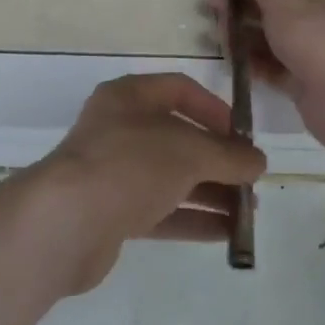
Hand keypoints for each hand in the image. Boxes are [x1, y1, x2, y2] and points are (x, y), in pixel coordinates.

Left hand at [28, 73, 265, 292]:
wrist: (67, 221)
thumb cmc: (130, 164)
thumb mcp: (188, 151)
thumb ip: (227, 155)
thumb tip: (258, 161)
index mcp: (130, 96)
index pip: (179, 90)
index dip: (214, 109)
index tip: (243, 136)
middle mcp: (120, 128)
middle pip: (178, 137)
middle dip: (217, 159)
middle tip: (252, 181)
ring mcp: (114, 171)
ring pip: (171, 177)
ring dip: (211, 193)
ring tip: (249, 213)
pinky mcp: (112, 212)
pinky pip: (160, 210)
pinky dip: (193, 219)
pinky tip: (227, 234)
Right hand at [225, 0, 324, 153]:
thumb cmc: (316, 37)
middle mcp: (319, 17)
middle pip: (272, 5)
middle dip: (241, 5)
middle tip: (211, 10)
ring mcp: (311, 51)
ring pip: (269, 36)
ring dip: (242, 34)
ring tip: (217, 37)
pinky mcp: (302, 81)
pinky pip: (271, 66)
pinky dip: (252, 62)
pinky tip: (231, 61)